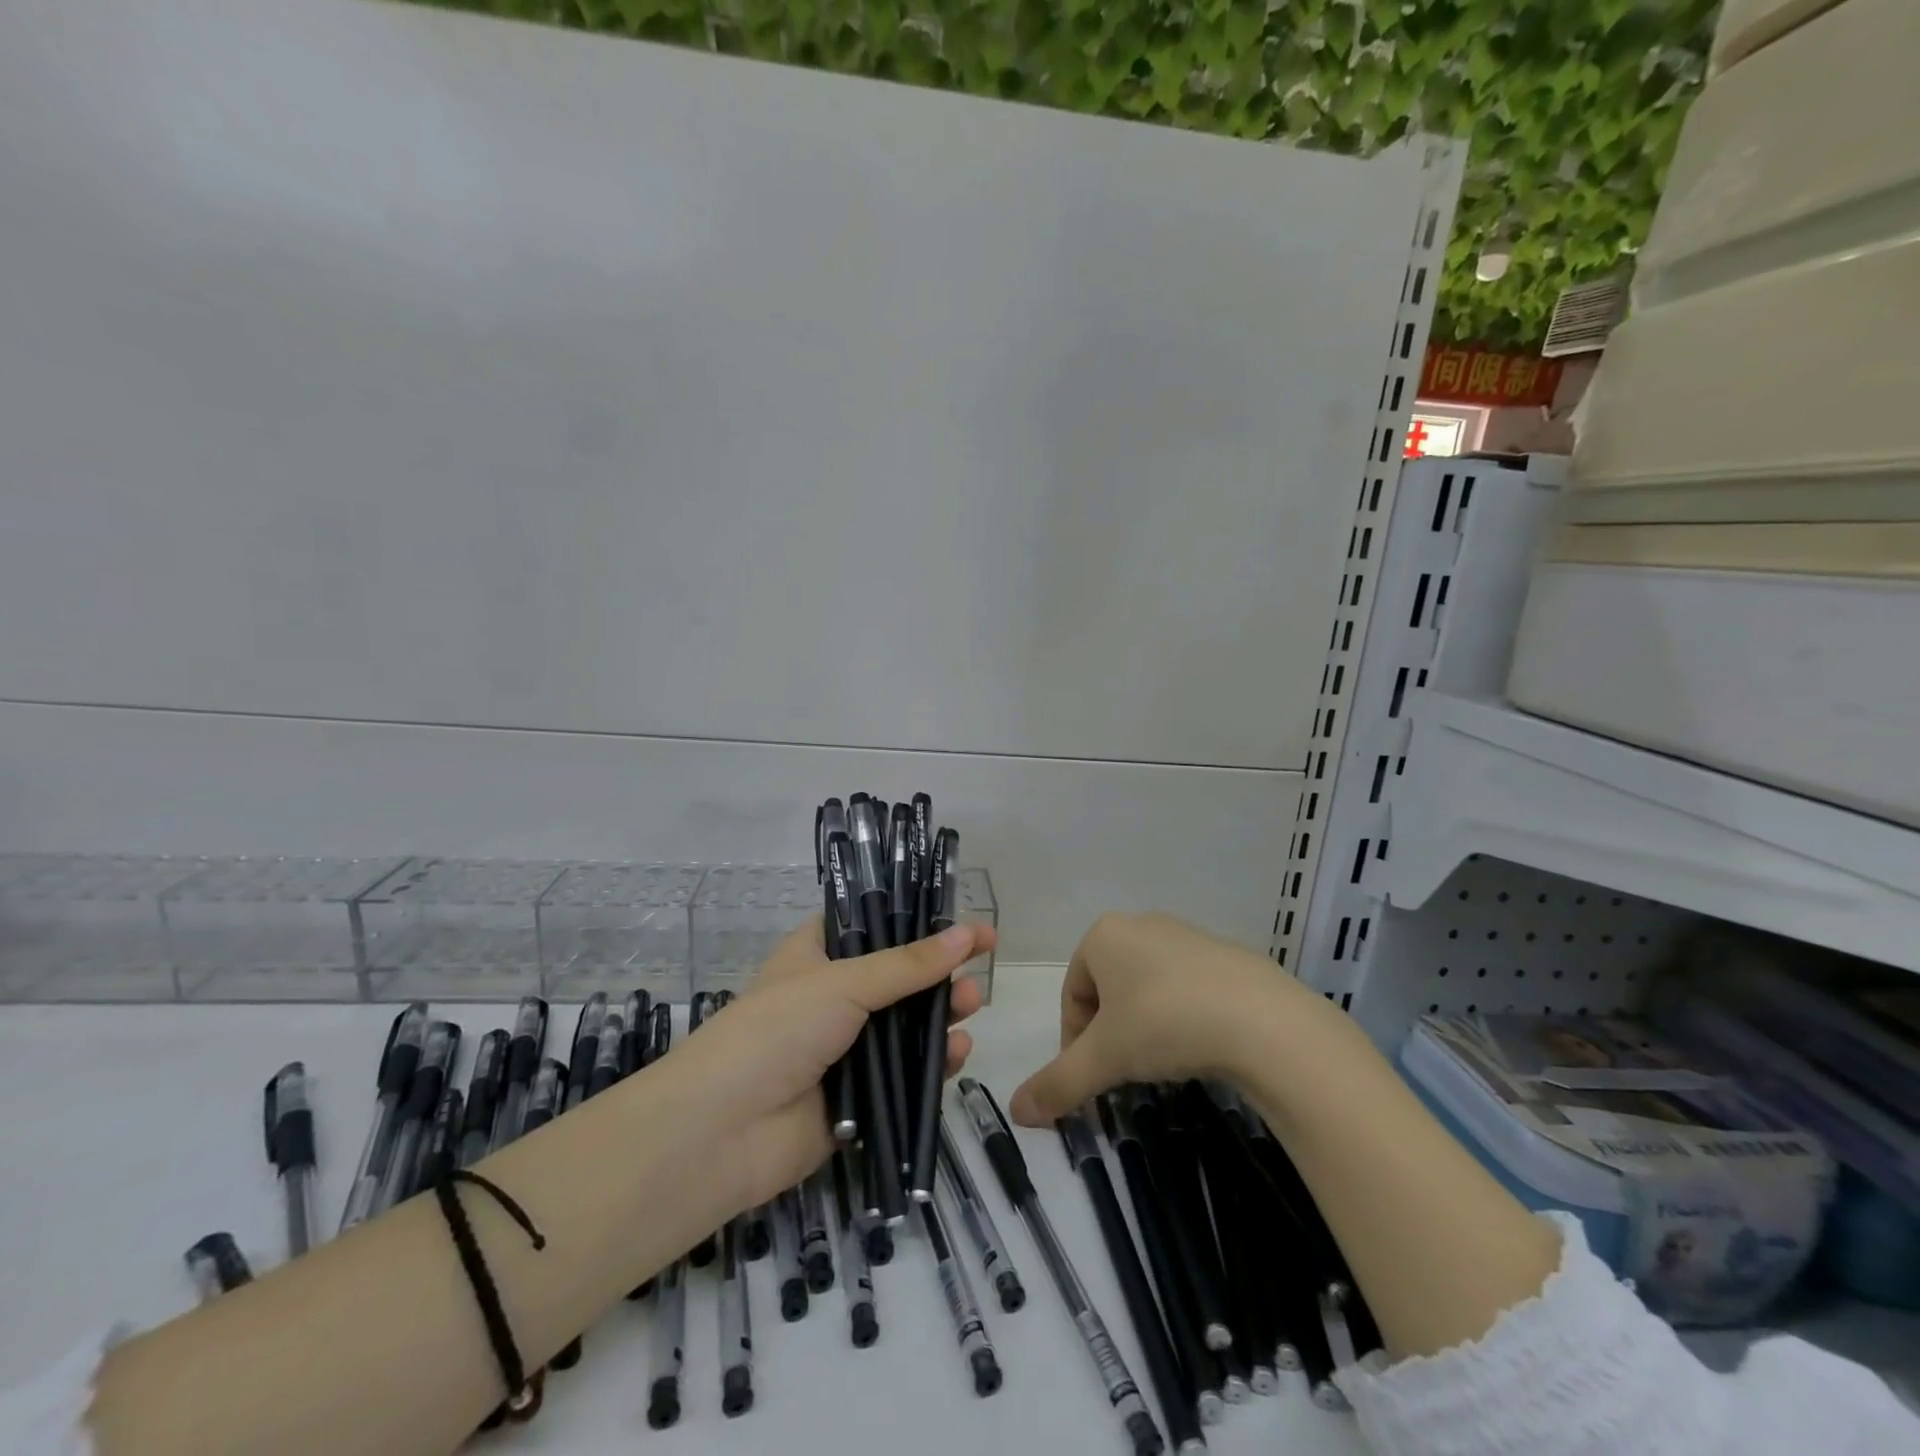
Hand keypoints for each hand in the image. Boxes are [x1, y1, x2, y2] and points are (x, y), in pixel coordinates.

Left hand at [681, 917, 991, 1211]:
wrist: (722, 1132)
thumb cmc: (778, 1030)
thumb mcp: (844, 983)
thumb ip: (909, 964)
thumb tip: (968, 932)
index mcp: (816, 956)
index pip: (870, 925)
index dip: (914, 919)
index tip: (960, 918)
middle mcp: (832, 998)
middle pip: (897, 977)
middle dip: (938, 970)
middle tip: (980, 961)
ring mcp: (845, 1050)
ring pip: (906, 1027)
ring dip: (942, 1014)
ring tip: (972, 1005)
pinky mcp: (859, 1100)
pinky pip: (905, 1076)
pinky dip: (934, 1064)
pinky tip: (959, 1053)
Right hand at [1008, 912, 1337, 1125]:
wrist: (1264, 1021)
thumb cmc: (1165, 1023)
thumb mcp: (1104, 1058)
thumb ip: (1057, 1083)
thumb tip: (1016, 1111)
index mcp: (1103, 935)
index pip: (1072, 992)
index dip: (1073, 1040)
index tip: (1092, 1076)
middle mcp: (1140, 924)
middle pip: (1107, 988)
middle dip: (1109, 1032)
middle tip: (1124, 1071)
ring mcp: (1186, 935)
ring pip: (1146, 987)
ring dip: (1143, 1024)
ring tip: (1162, 1061)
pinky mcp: (1225, 953)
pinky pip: (1185, 986)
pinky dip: (1181, 1016)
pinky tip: (1199, 1045)